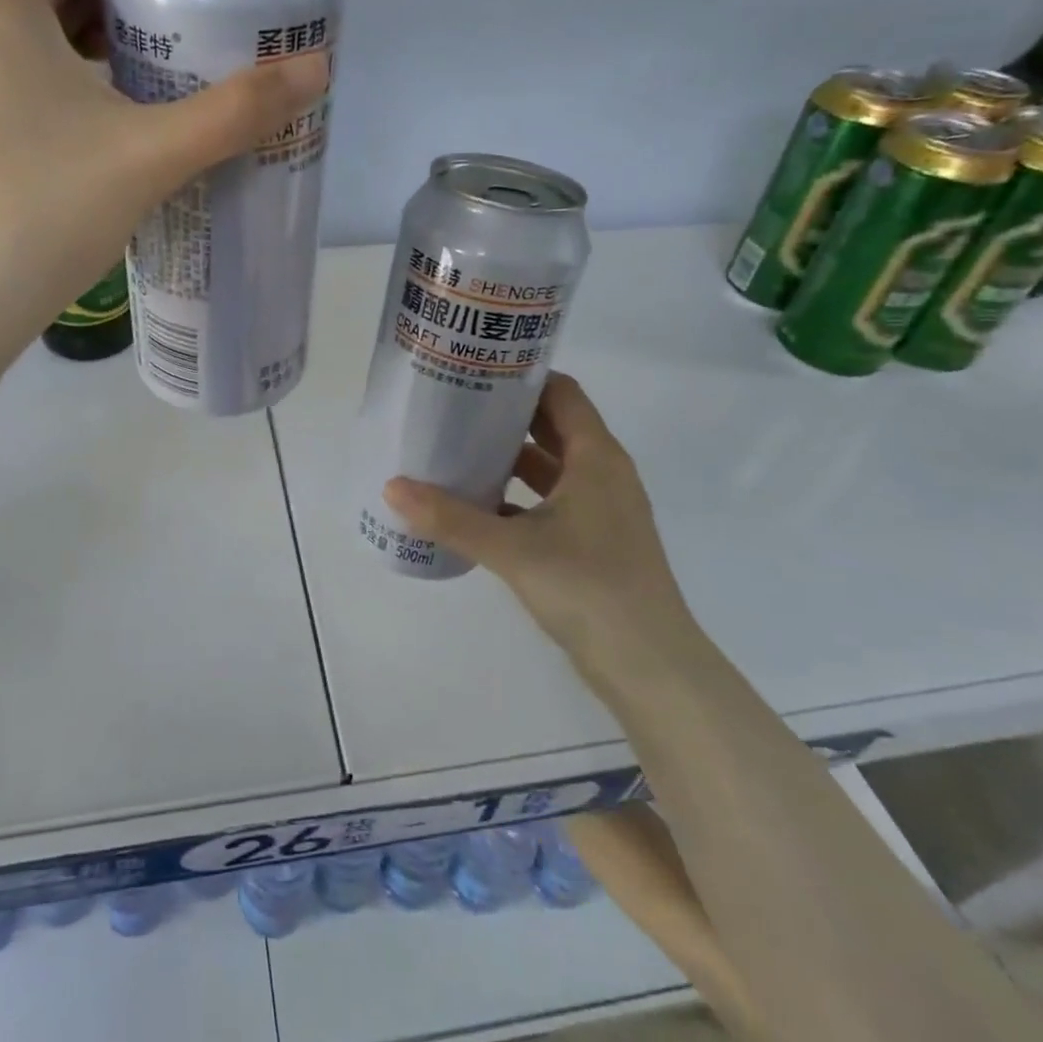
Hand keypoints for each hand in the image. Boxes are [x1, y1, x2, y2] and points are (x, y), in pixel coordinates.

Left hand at [0, 0, 330, 349]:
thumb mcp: (150, 153)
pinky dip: (74, 89)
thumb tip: (318, 68)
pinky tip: (117, 129)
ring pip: (38, 48)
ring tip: (164, 66)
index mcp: (2, 14)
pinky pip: (26, 92)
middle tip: (188, 11)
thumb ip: (235, 111)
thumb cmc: (45, 208)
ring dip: (97, 47)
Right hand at [381, 372, 699, 684]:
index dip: (522, 378)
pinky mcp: (593, 543)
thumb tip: (392, 487)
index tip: (475, 372)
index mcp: (596, 457)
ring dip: (510, 458)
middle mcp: (602, 474)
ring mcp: (601, 511)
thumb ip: (451, 517)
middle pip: (553, 426)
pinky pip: (550, 502)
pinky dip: (517, 497)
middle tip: (454, 407)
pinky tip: (477, 505)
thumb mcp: (512, 548)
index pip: (561, 393)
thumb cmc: (589, 588)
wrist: (650, 668)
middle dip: (507, 416)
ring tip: (457, 449)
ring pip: (550, 467)